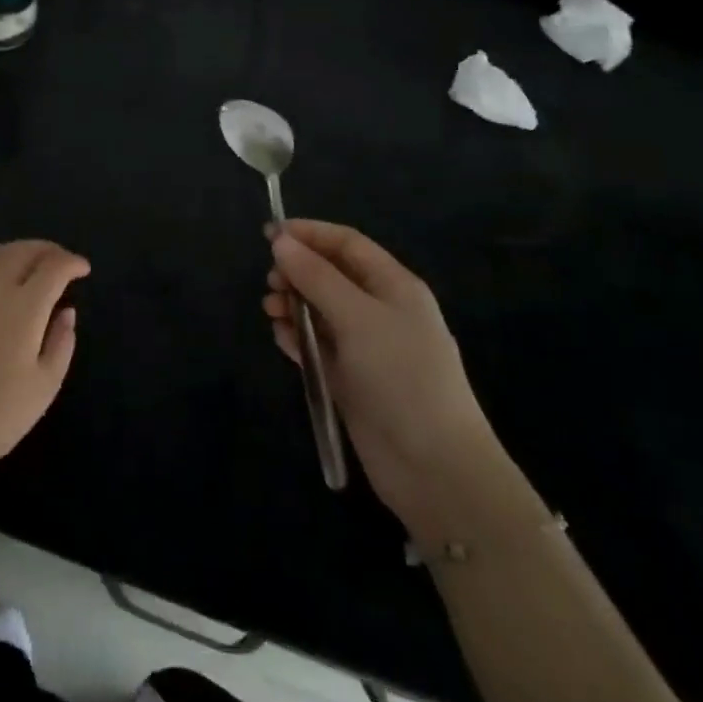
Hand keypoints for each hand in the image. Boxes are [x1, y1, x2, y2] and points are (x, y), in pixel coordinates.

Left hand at [0, 240, 88, 460]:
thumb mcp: (44, 385)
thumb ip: (61, 342)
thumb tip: (66, 312)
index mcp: (24, 304)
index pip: (53, 267)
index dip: (71, 262)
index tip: (83, 269)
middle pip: (23, 250)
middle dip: (47, 249)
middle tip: (61, 259)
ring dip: (19, 251)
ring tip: (32, 263)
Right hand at [264, 221, 529, 537]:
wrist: (433, 467)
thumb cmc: (401, 376)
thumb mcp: (357, 317)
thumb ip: (316, 276)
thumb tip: (280, 241)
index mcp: (394, 286)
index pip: (347, 244)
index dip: (310, 234)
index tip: (269, 233)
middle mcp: (380, 311)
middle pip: (331, 275)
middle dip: (298, 271)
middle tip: (271, 281)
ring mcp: (366, 347)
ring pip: (321, 310)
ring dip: (294, 304)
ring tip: (271, 310)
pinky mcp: (352, 379)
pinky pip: (318, 346)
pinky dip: (298, 337)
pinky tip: (281, 338)